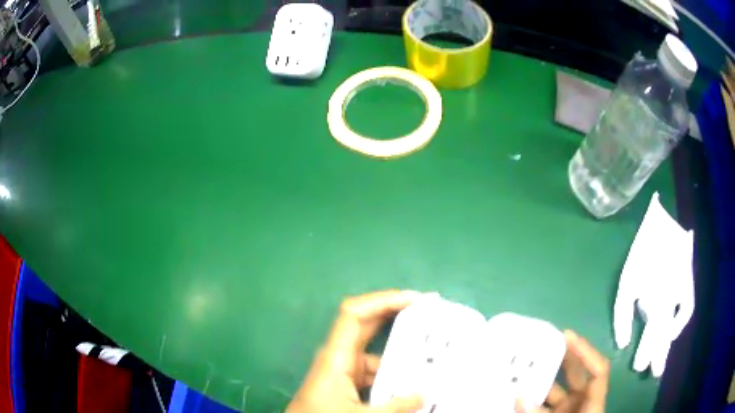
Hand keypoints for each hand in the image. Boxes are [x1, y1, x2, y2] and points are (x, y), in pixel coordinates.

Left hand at [287, 290, 423, 412]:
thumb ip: (395, 407)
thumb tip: (424, 395)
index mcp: (336, 357)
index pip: (355, 314)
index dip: (382, 300)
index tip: (414, 299)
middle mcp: (339, 356)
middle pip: (367, 324)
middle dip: (396, 314)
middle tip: (429, 311)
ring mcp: (343, 370)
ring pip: (375, 352)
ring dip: (399, 352)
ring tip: (430, 354)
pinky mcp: (347, 383)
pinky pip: (374, 371)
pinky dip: (392, 374)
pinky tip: (411, 383)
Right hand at [516, 330, 608, 412]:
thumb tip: (519, 394)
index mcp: (592, 403)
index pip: (597, 371)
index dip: (586, 352)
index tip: (566, 337)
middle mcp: (581, 403)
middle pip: (577, 373)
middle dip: (562, 357)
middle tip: (543, 340)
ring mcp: (566, 410)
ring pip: (555, 389)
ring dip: (539, 379)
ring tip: (521, 367)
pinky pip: (541, 404)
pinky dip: (529, 399)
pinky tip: (514, 393)